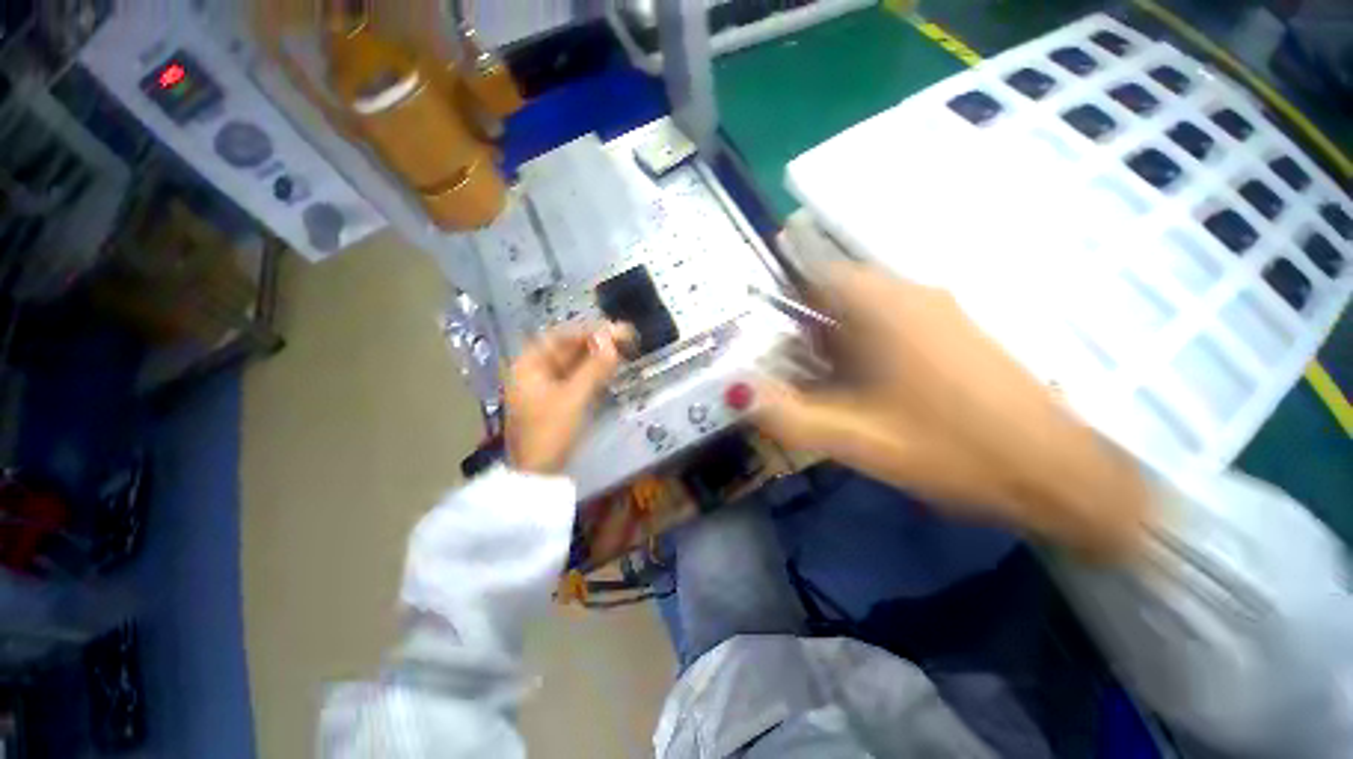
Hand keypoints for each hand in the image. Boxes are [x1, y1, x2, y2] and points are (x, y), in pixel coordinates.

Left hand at [505, 323, 633, 473]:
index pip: (560, 337)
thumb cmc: (550, 432)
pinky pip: (578, 378)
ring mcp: (547, 387)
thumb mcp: (574, 398)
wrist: (538, 474)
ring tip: (624, 348)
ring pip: (575, 364)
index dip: (588, 330)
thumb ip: (594, 368)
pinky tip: (611, 367)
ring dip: (598, 356)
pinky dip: (595, 372)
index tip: (614, 328)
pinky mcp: (559, 401)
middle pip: (568, 349)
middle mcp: (535, 371)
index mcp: (529, 365)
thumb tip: (612, 340)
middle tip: (626, 337)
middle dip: (596, 342)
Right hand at [752, 264, 1150, 559]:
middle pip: (836, 292)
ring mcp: (937, 308)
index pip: (814, 271)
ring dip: (834, 338)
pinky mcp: (953, 329)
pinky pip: (891, 322)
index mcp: (882, 306)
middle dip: (805, 326)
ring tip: (824, 383)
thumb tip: (738, 391)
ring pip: (863, 309)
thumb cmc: (951, 451)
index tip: (765, 328)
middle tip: (791, 369)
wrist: (1054, 471)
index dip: (783, 294)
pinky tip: (867, 386)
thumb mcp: (856, 439)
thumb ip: (788, 415)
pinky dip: (864, 344)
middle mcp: (909, 293)